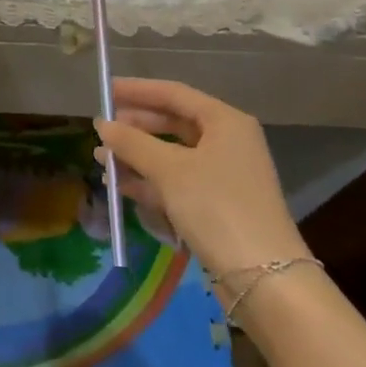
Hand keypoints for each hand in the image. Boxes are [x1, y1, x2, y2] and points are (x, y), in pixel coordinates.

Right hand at [94, 78, 308, 276]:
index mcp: (225, 122)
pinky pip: (176, 182)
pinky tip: (121, 186)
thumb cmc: (216, 206)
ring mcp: (223, 175)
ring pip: (172, 155)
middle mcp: (227, 142)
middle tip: (102, 130)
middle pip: (173, 123)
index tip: (105, 91)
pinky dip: (150, 181)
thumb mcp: (168, 170)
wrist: (263, 276)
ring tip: (102, 160)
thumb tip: (103, 124)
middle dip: (135, 127)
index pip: (174, 93)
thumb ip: (132, 143)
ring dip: (137, 157)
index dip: (137, 90)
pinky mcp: (217, 205)